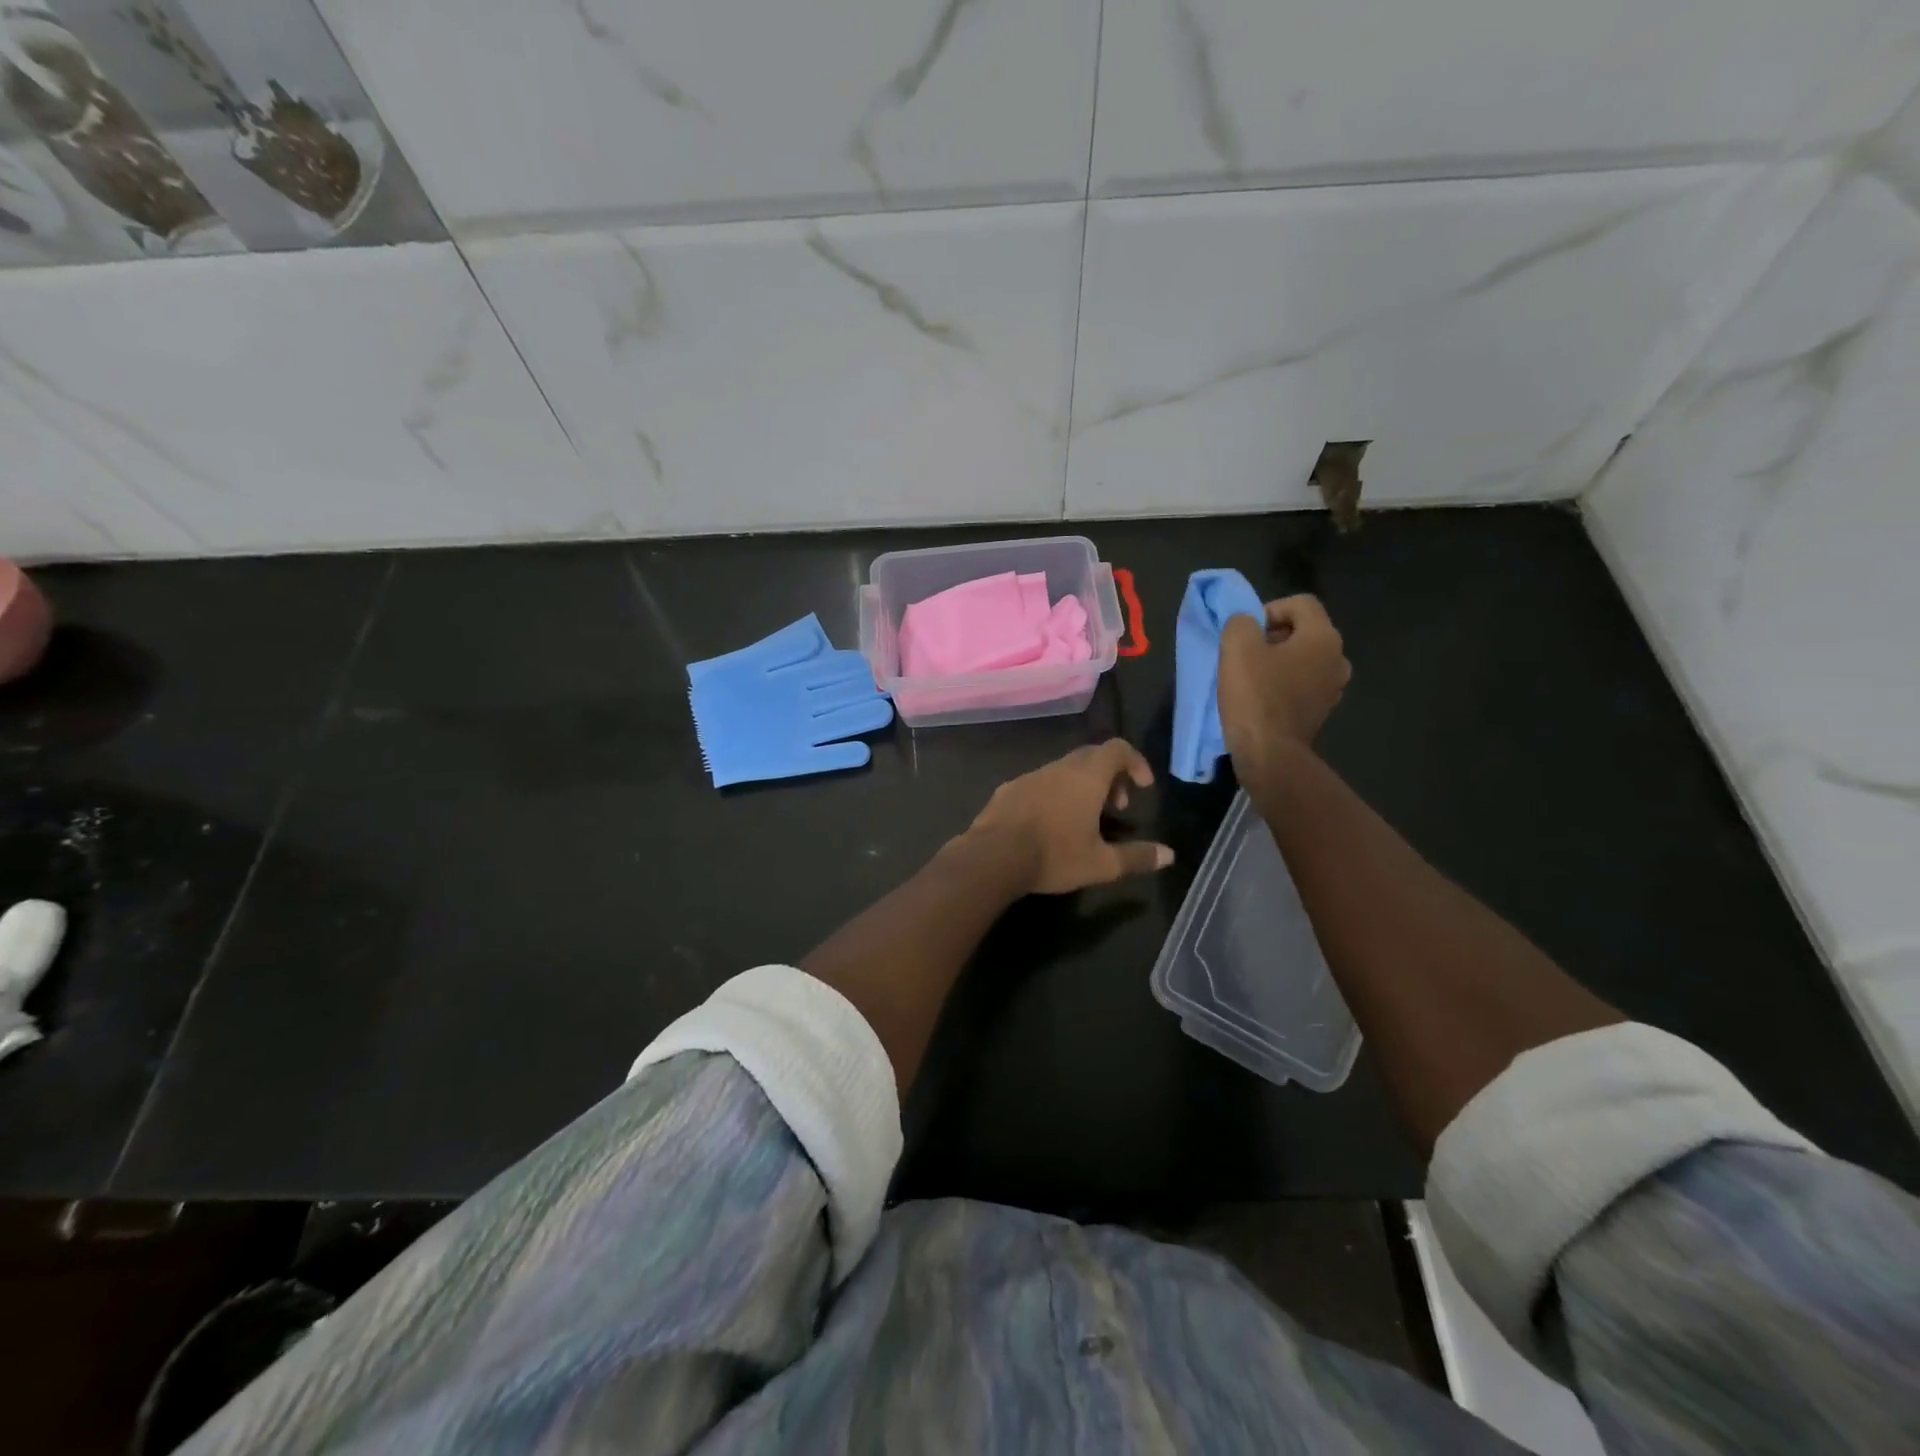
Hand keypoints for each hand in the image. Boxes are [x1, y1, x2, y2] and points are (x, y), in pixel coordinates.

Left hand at [968, 740, 1174, 895]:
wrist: (991, 857)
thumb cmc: (1054, 856)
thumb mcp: (1101, 864)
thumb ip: (1136, 856)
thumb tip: (1169, 854)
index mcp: (1086, 776)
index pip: (1117, 749)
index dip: (1135, 762)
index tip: (1143, 786)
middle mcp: (1058, 768)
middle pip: (1091, 757)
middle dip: (1110, 776)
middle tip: (1117, 806)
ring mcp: (1029, 776)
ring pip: (1063, 770)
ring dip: (1081, 786)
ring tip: (1085, 819)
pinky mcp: (1007, 790)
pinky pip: (1039, 783)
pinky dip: (1054, 794)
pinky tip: (1049, 825)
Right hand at [1218, 595, 1350, 774]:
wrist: (1270, 754)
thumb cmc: (1255, 696)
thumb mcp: (1237, 648)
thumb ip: (1241, 623)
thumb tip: (1248, 624)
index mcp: (1323, 638)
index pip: (1301, 604)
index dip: (1270, 609)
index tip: (1247, 633)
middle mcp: (1338, 659)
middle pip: (1304, 631)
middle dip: (1273, 636)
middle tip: (1244, 655)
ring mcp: (1334, 688)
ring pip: (1303, 659)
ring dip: (1278, 662)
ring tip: (1251, 678)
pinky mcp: (1322, 711)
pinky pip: (1303, 684)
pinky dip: (1284, 684)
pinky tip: (1262, 699)